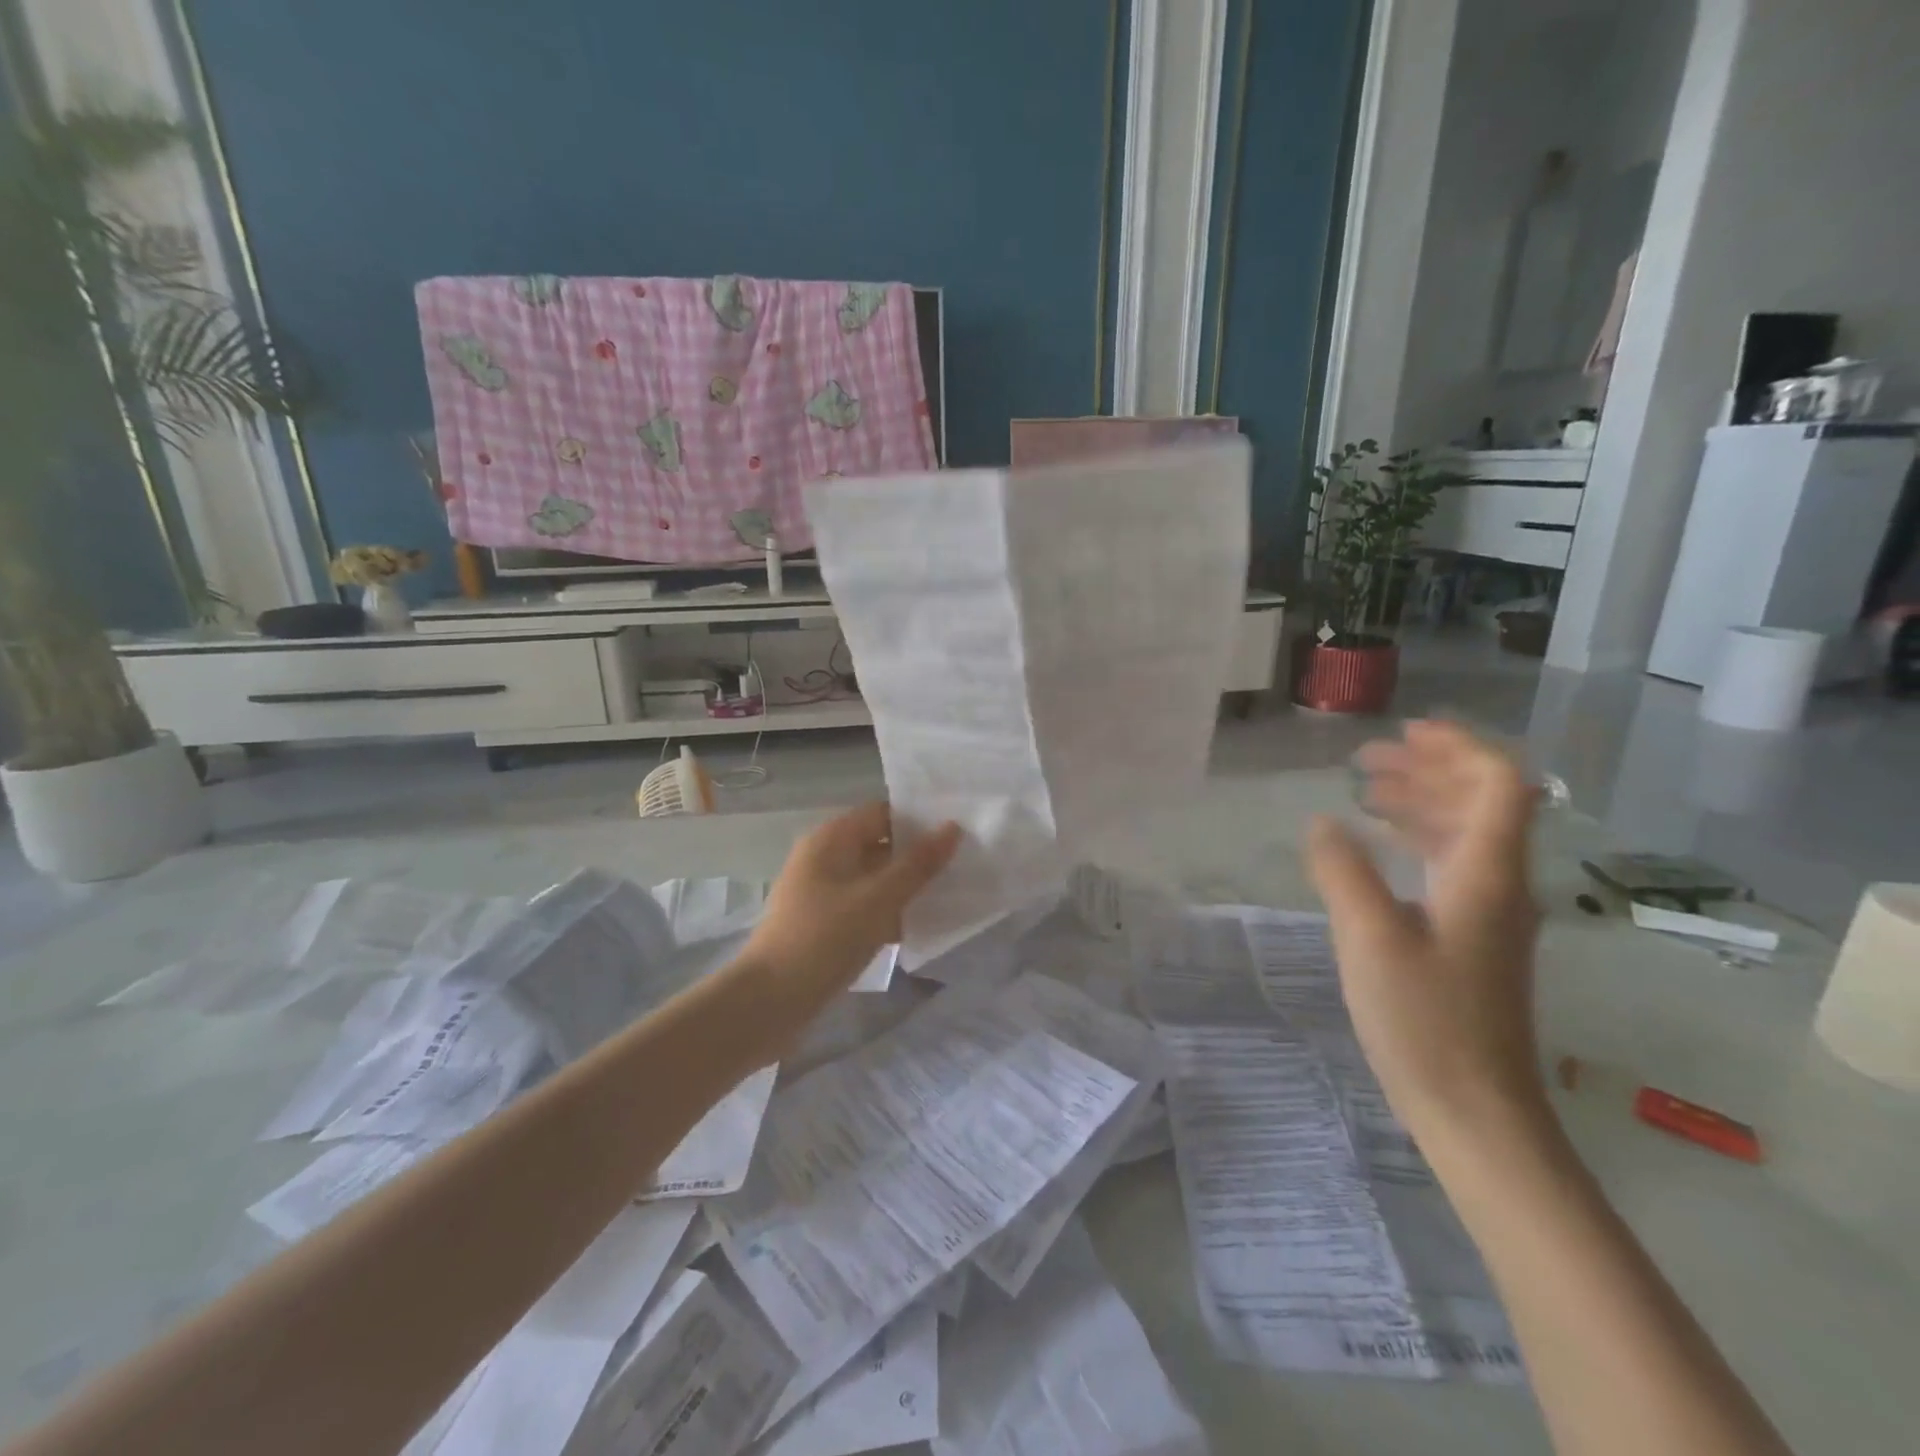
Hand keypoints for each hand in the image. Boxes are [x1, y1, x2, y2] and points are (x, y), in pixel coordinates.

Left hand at [739, 802, 960, 1018]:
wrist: (769, 1002)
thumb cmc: (825, 939)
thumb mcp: (879, 898)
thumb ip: (918, 864)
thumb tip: (952, 827)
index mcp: (831, 839)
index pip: (882, 813)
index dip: (918, 820)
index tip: (957, 833)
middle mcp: (823, 858)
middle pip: (878, 844)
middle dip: (916, 856)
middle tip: (961, 866)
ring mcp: (819, 892)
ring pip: (872, 878)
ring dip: (904, 886)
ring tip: (949, 895)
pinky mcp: (821, 923)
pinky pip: (862, 906)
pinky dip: (887, 912)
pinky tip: (916, 927)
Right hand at [1305, 721, 1544, 1138]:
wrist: (1477, 1113)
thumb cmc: (1426, 1020)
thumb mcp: (1369, 938)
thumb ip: (1342, 871)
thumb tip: (1322, 822)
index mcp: (1485, 873)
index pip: (1498, 784)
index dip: (1457, 747)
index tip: (1403, 732)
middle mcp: (1498, 884)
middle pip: (1482, 802)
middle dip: (1428, 769)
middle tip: (1366, 761)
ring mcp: (1489, 914)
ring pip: (1465, 834)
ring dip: (1421, 803)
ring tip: (1365, 794)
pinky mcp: (1472, 940)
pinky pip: (1451, 866)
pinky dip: (1416, 841)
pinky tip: (1377, 850)